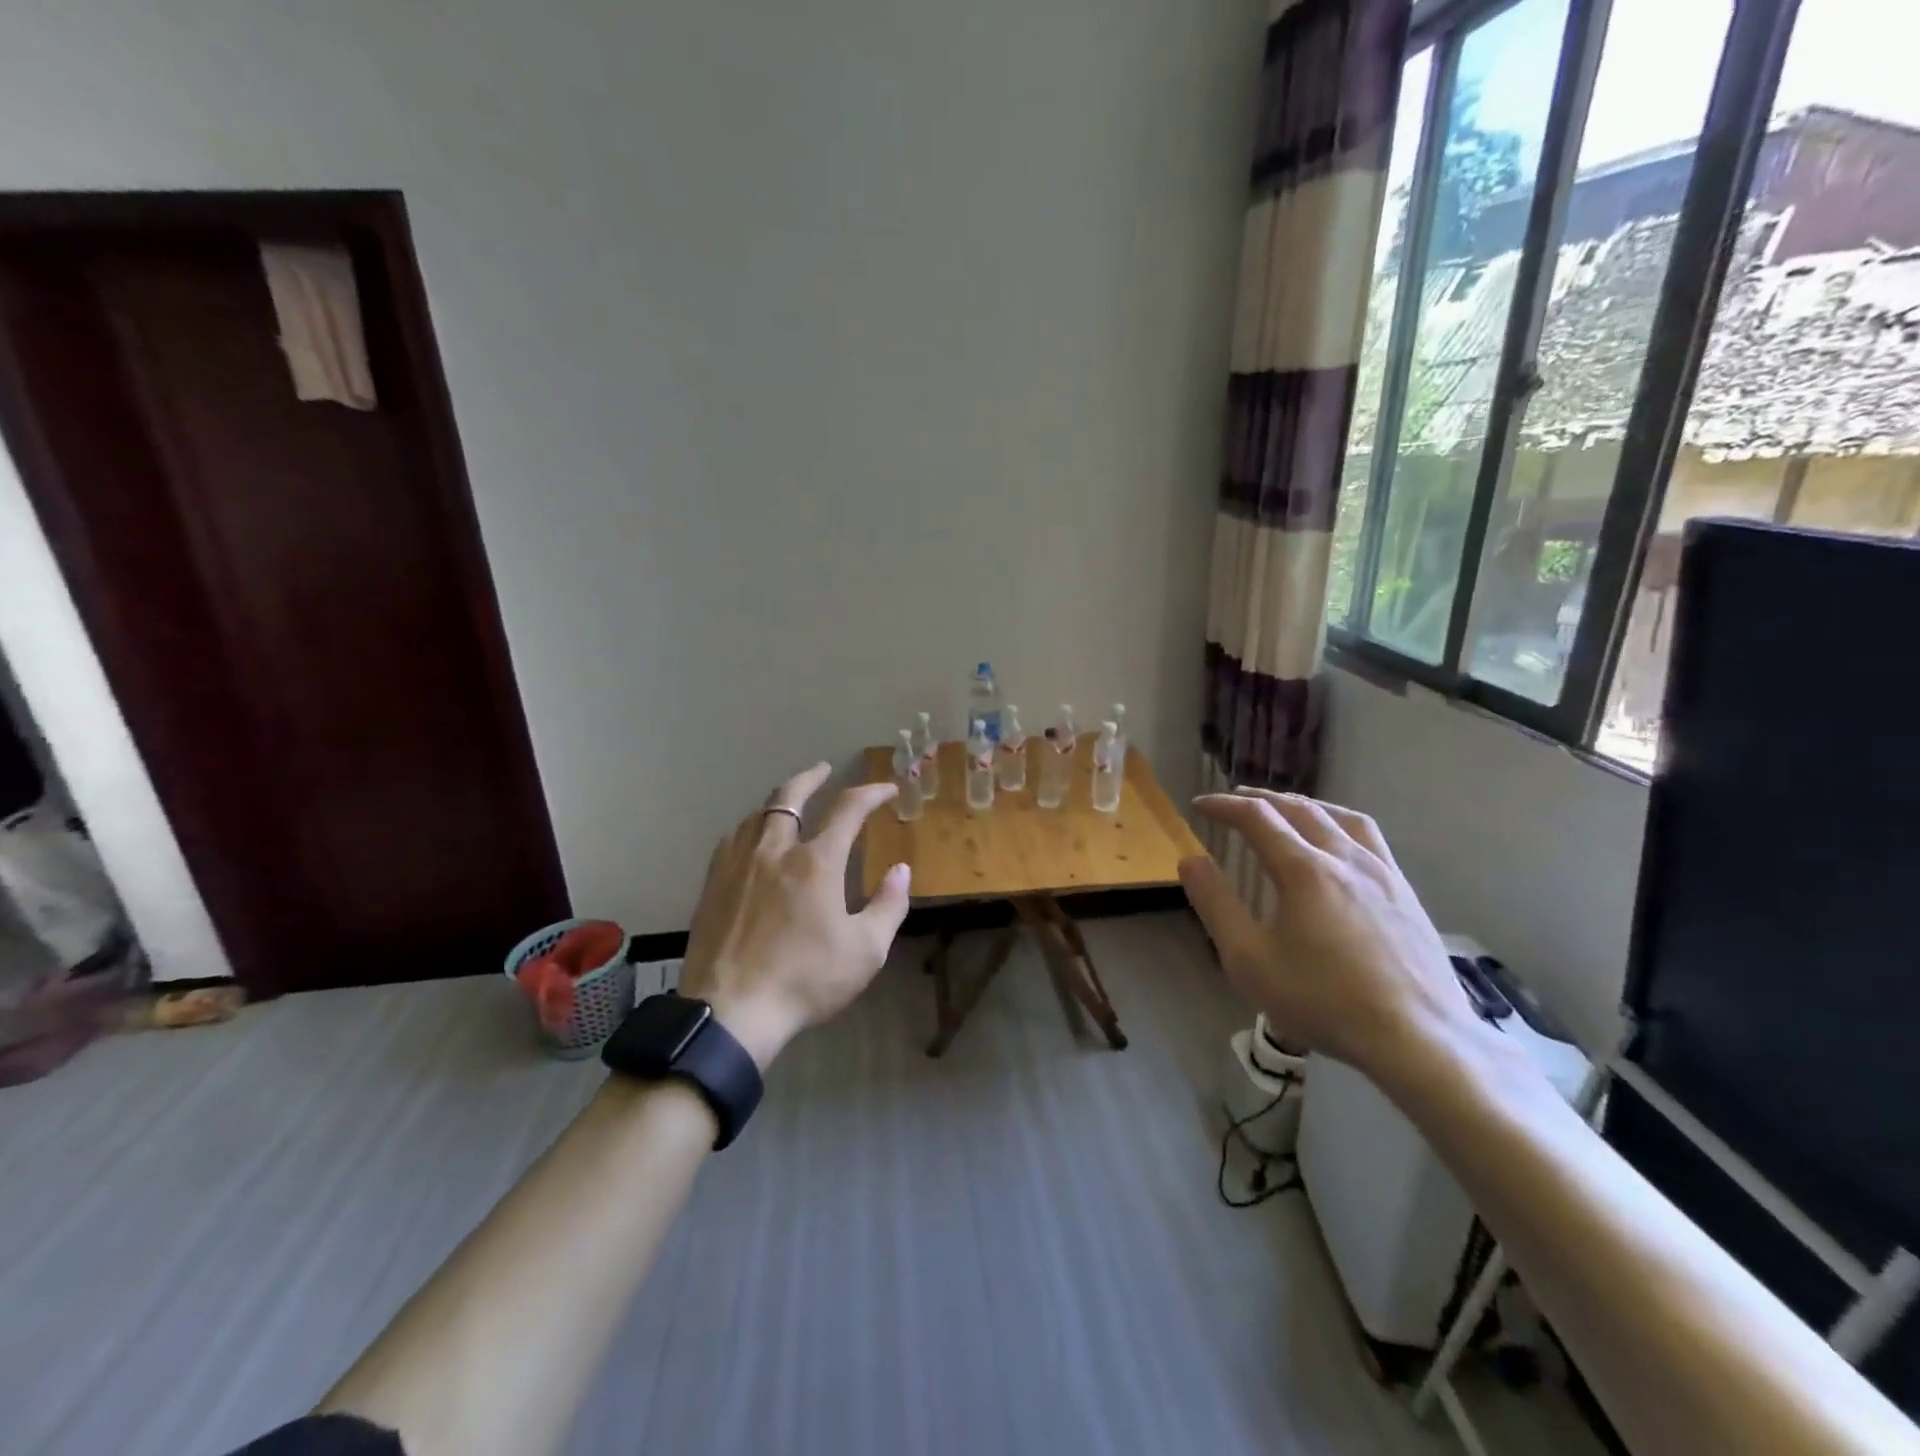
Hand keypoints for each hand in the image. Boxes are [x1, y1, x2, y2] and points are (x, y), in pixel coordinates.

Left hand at [677, 762, 911, 1070]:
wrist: (730, 1012)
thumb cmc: (805, 981)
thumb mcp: (865, 951)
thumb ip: (888, 905)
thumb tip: (901, 870)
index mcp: (816, 862)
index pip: (848, 809)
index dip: (871, 792)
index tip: (886, 789)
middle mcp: (775, 850)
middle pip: (790, 796)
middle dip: (811, 777)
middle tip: (824, 769)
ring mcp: (738, 865)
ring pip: (757, 815)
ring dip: (779, 801)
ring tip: (790, 803)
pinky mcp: (713, 885)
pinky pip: (732, 840)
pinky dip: (751, 827)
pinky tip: (752, 839)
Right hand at [1177, 789, 1479, 1079]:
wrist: (1419, 1039)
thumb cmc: (1324, 1001)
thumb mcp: (1249, 960)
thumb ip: (1216, 905)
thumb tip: (1190, 860)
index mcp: (1304, 870)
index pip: (1257, 818)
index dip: (1224, 806)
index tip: (1200, 804)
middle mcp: (1345, 858)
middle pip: (1300, 809)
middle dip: (1262, 799)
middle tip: (1236, 799)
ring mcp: (1383, 873)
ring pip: (1340, 816)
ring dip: (1305, 804)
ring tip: (1286, 808)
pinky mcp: (1406, 893)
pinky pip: (1369, 838)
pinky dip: (1340, 823)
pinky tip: (1339, 843)